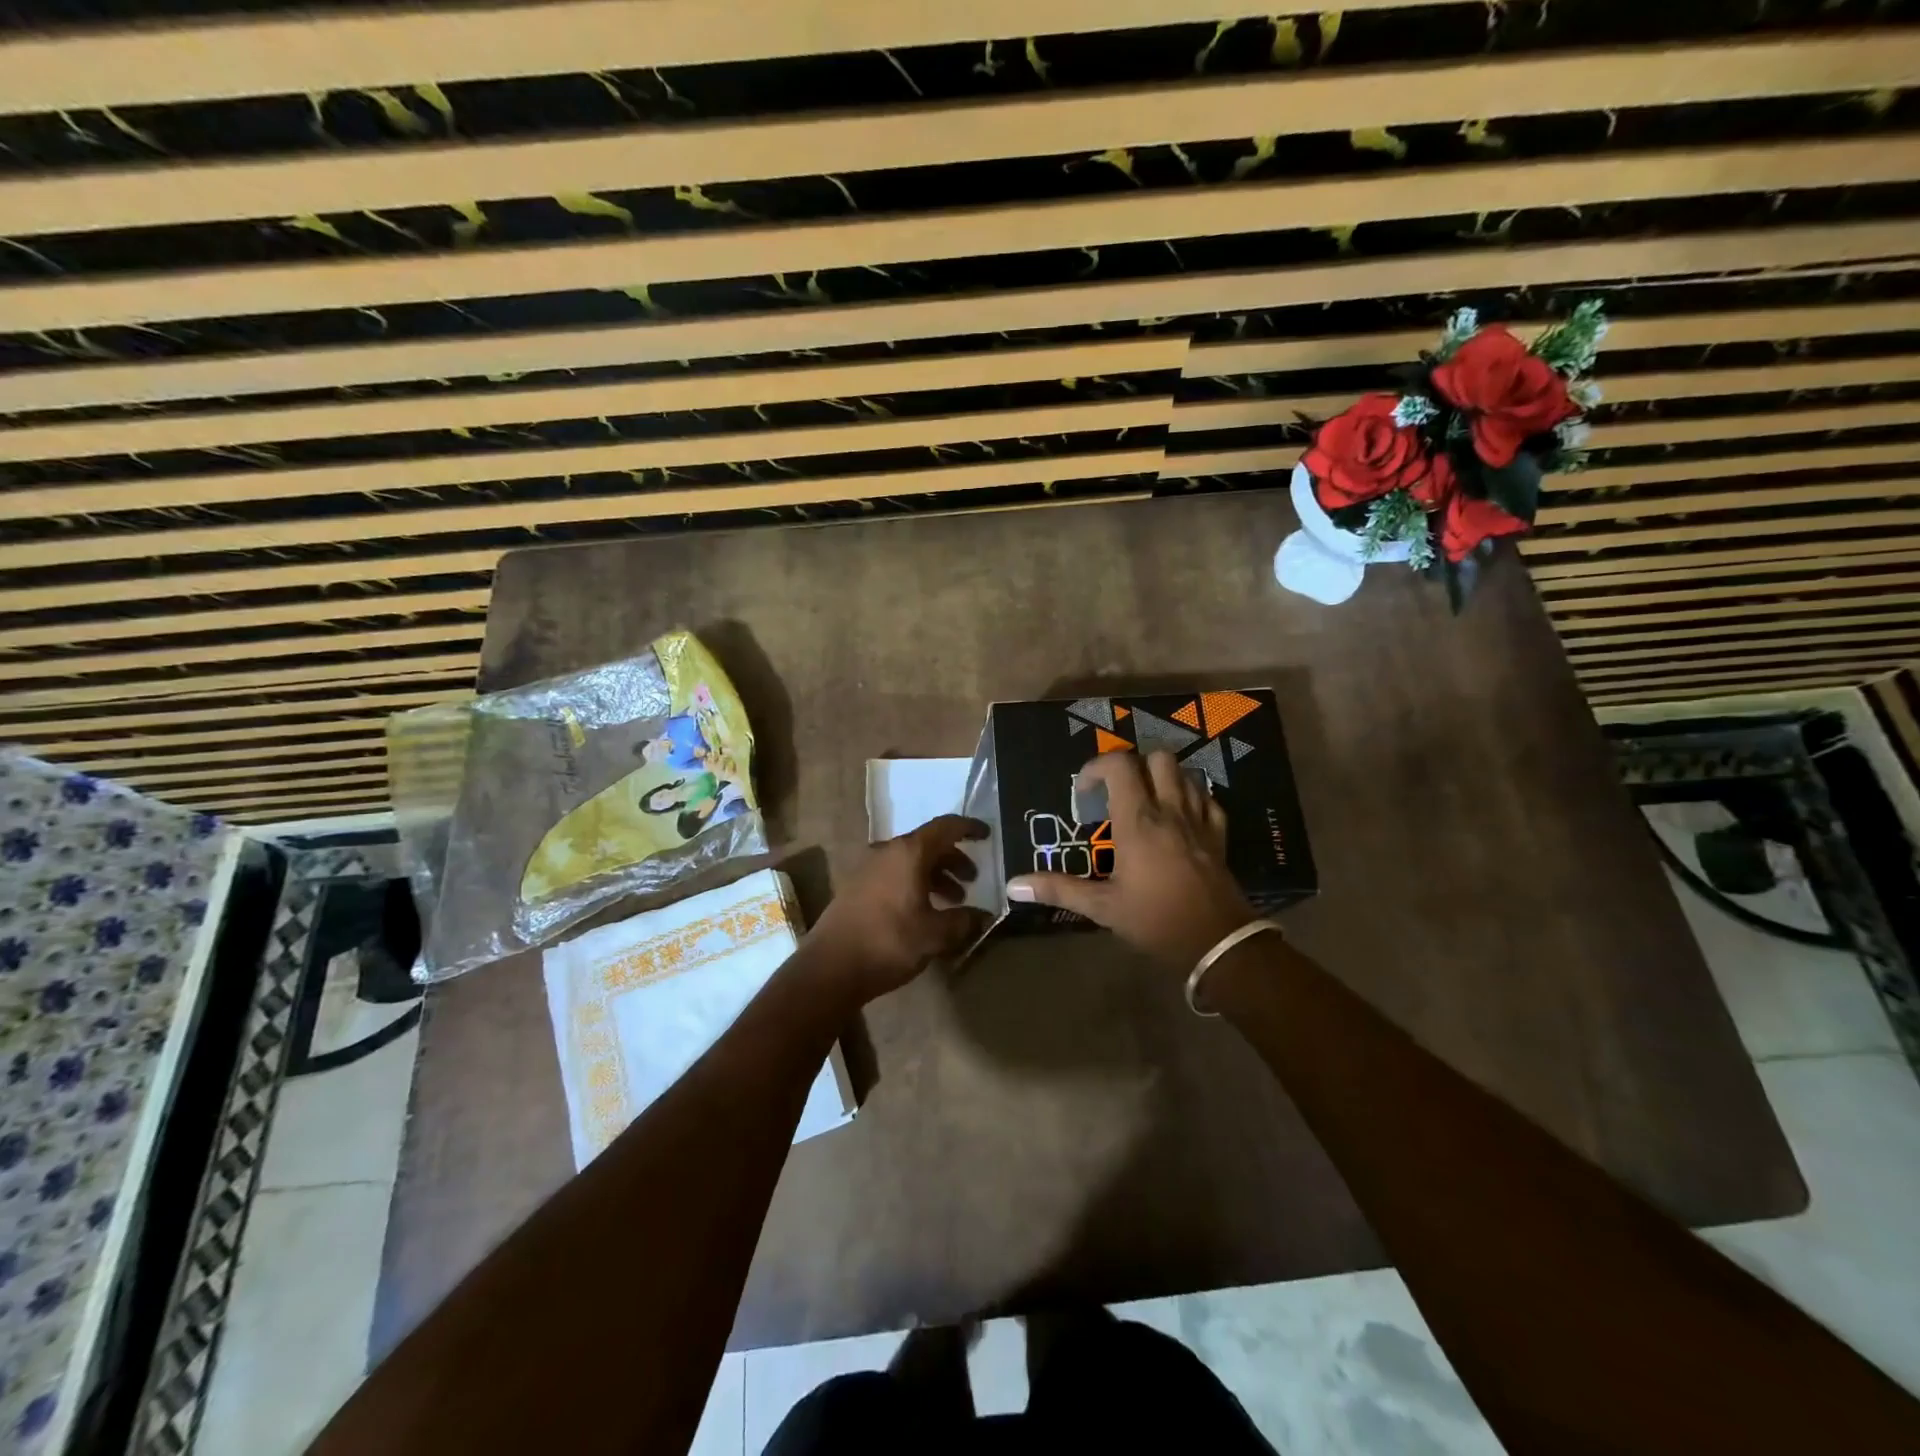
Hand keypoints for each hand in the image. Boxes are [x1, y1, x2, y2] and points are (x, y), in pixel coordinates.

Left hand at [807, 815, 992, 1002]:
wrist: (830, 967)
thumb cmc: (888, 942)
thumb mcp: (935, 935)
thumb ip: (964, 921)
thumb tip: (985, 916)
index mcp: (908, 852)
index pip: (945, 826)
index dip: (969, 828)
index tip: (987, 835)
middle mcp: (887, 851)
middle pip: (928, 844)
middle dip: (953, 859)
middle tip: (972, 880)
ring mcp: (868, 868)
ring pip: (910, 861)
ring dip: (935, 875)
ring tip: (953, 900)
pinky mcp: (856, 887)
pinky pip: (895, 874)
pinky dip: (915, 884)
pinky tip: (924, 911)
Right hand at [1008, 751, 1254, 971]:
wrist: (1218, 943)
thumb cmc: (1156, 921)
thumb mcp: (1102, 907)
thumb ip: (1059, 889)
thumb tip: (1013, 885)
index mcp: (1138, 821)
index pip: (1119, 765)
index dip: (1097, 766)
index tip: (1085, 790)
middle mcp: (1170, 810)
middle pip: (1158, 758)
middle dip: (1134, 765)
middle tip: (1117, 790)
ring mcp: (1199, 820)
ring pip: (1185, 773)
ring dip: (1163, 777)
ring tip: (1146, 799)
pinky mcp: (1219, 836)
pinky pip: (1207, 799)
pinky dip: (1191, 798)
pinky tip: (1179, 817)